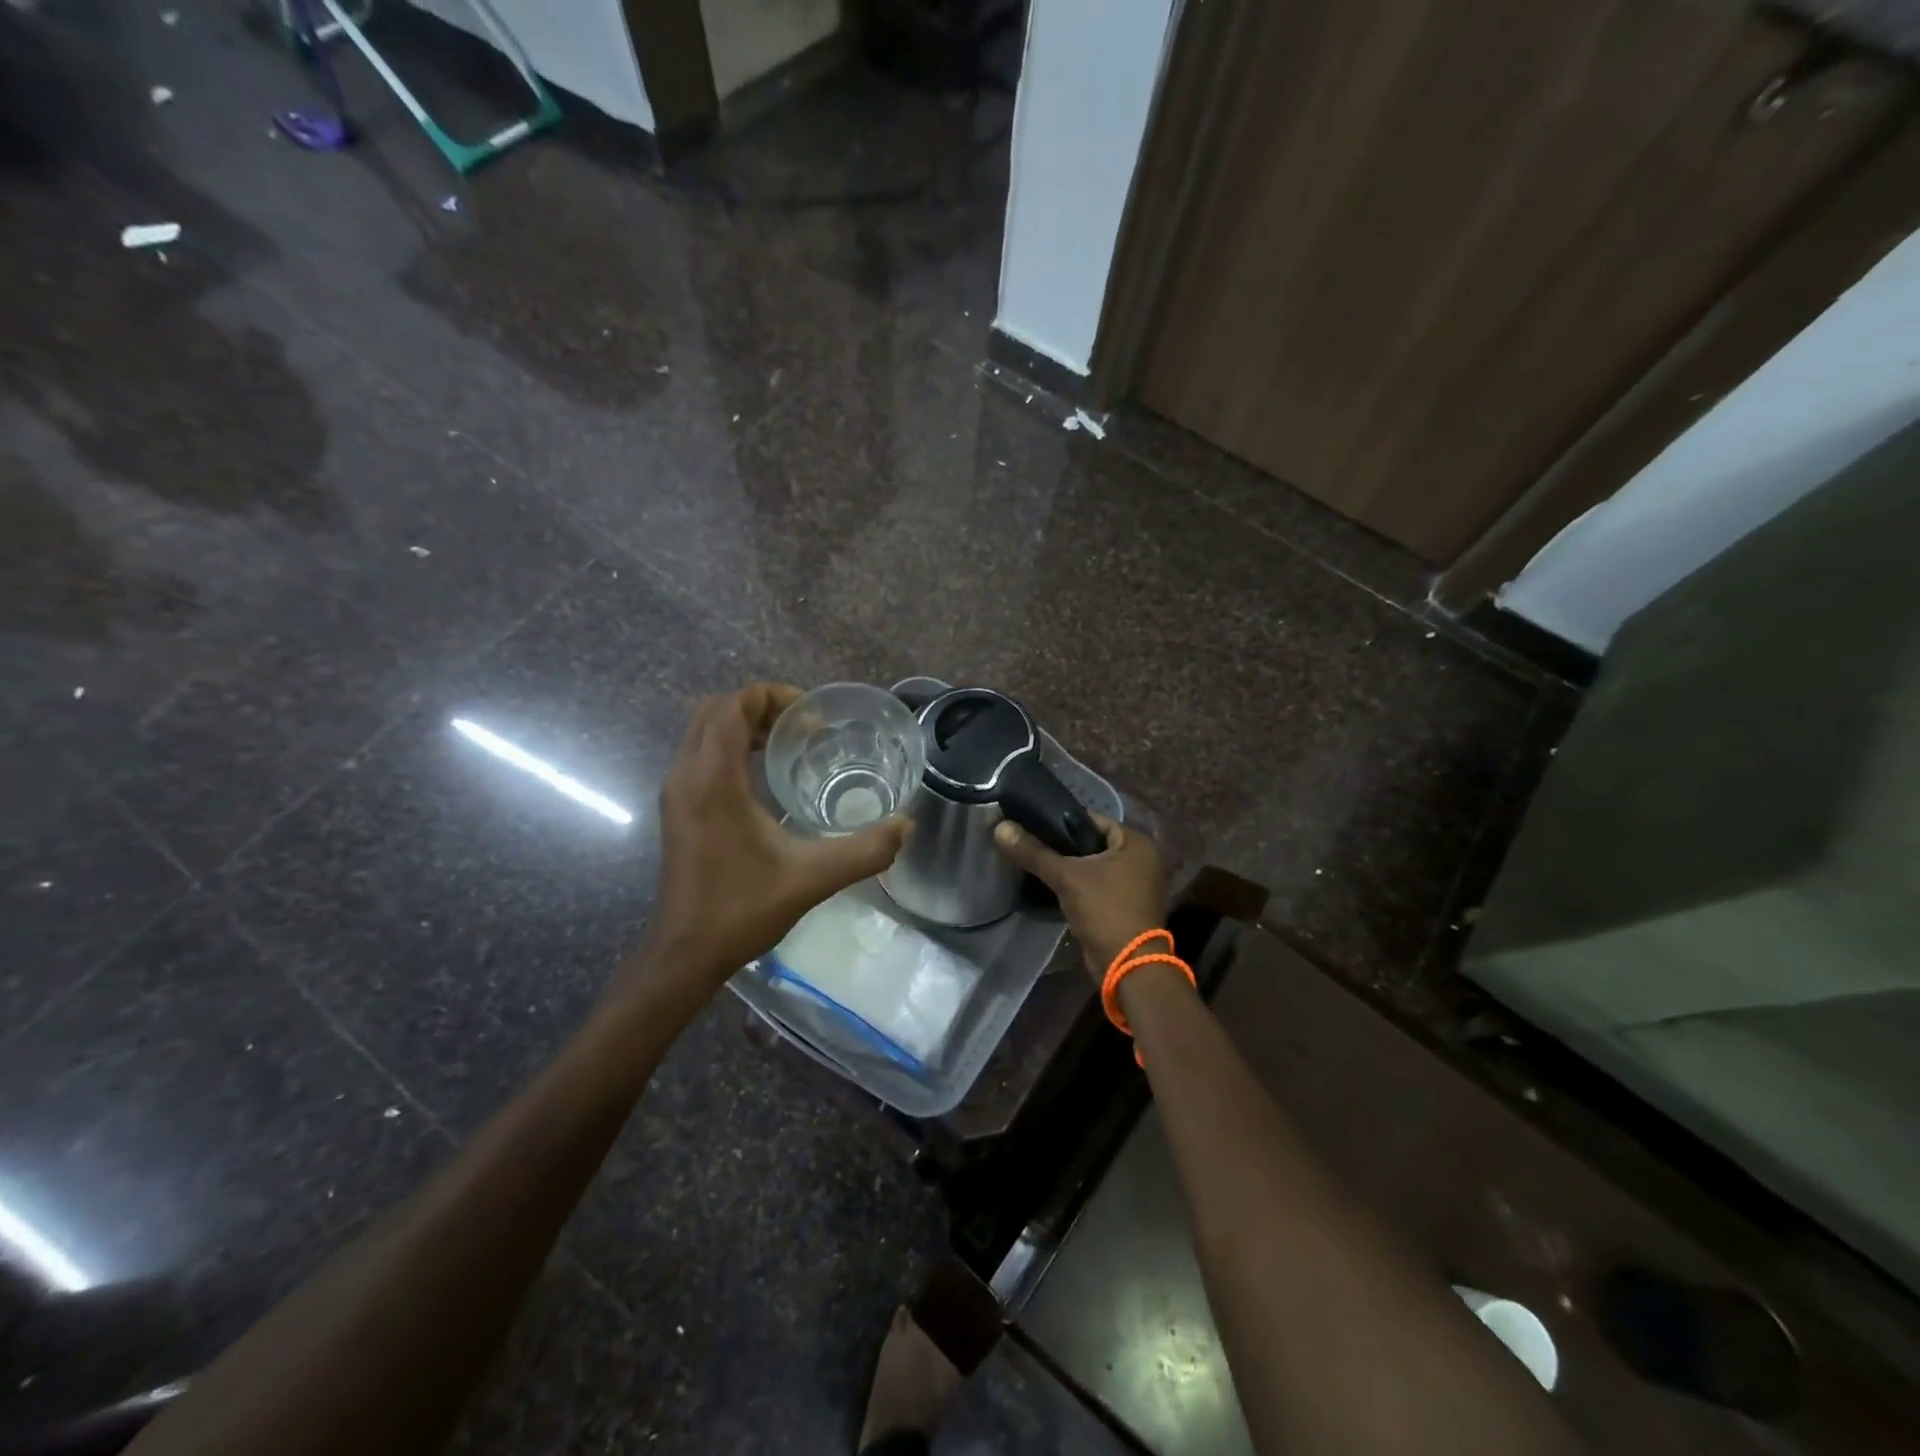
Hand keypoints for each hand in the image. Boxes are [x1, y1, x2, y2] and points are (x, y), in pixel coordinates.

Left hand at [633, 683, 909, 997]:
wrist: (685, 954)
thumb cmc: (741, 910)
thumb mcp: (812, 878)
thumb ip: (864, 850)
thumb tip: (906, 825)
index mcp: (712, 781)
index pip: (733, 706)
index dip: (773, 697)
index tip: (813, 719)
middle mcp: (686, 776)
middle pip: (715, 710)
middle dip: (760, 707)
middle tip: (805, 728)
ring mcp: (676, 793)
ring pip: (704, 732)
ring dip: (745, 726)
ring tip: (791, 745)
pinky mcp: (677, 809)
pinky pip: (701, 755)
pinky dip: (732, 748)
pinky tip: (768, 777)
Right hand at [993, 813, 1167, 983]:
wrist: (1128, 966)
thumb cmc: (1104, 910)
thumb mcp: (1066, 877)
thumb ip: (1033, 852)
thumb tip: (1000, 827)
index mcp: (1136, 841)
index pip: (1091, 819)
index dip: (1060, 821)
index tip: (1030, 824)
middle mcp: (1141, 858)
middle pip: (1092, 843)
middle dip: (1062, 846)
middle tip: (1030, 845)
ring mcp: (1137, 883)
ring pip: (1093, 866)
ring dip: (1069, 868)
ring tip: (1035, 863)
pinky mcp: (1127, 905)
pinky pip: (1098, 885)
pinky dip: (1079, 885)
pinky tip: (1052, 886)